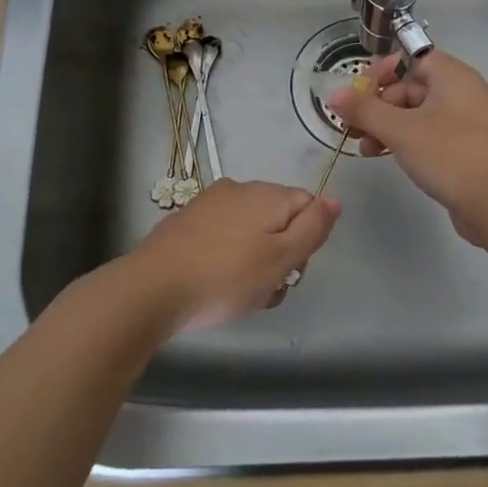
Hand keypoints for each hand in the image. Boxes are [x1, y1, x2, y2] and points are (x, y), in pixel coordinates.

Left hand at [120, 179, 340, 335]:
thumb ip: (314, 227)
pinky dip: (228, 259)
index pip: (309, 205)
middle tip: (268, 290)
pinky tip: (216, 287)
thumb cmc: (226, 277)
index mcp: (268, 194)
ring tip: (242, 297)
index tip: (292, 272)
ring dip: (255, 261)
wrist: (152, 289)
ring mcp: (209, 203)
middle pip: (279, 218)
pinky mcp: (186, 222)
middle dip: (281, 254)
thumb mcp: (282, 258)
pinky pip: (222, 237)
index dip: (308, 240)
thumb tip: (335, 199)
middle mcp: (240, 189)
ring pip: (250, 231)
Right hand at [326, 50, 487, 251]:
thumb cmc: (449, 154)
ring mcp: (468, 123)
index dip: (382, 72)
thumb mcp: (400, 130)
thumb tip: (335, 95)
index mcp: (452, 76)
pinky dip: (408, 142)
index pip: (412, 59)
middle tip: (354, 128)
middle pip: (412, 88)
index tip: (358, 92)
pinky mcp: (468, 150)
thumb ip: (365, 110)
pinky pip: (432, 136)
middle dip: (380, 107)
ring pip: (419, 115)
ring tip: (366, 149)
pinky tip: (389, 158)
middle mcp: (463, 93)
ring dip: (389, 128)